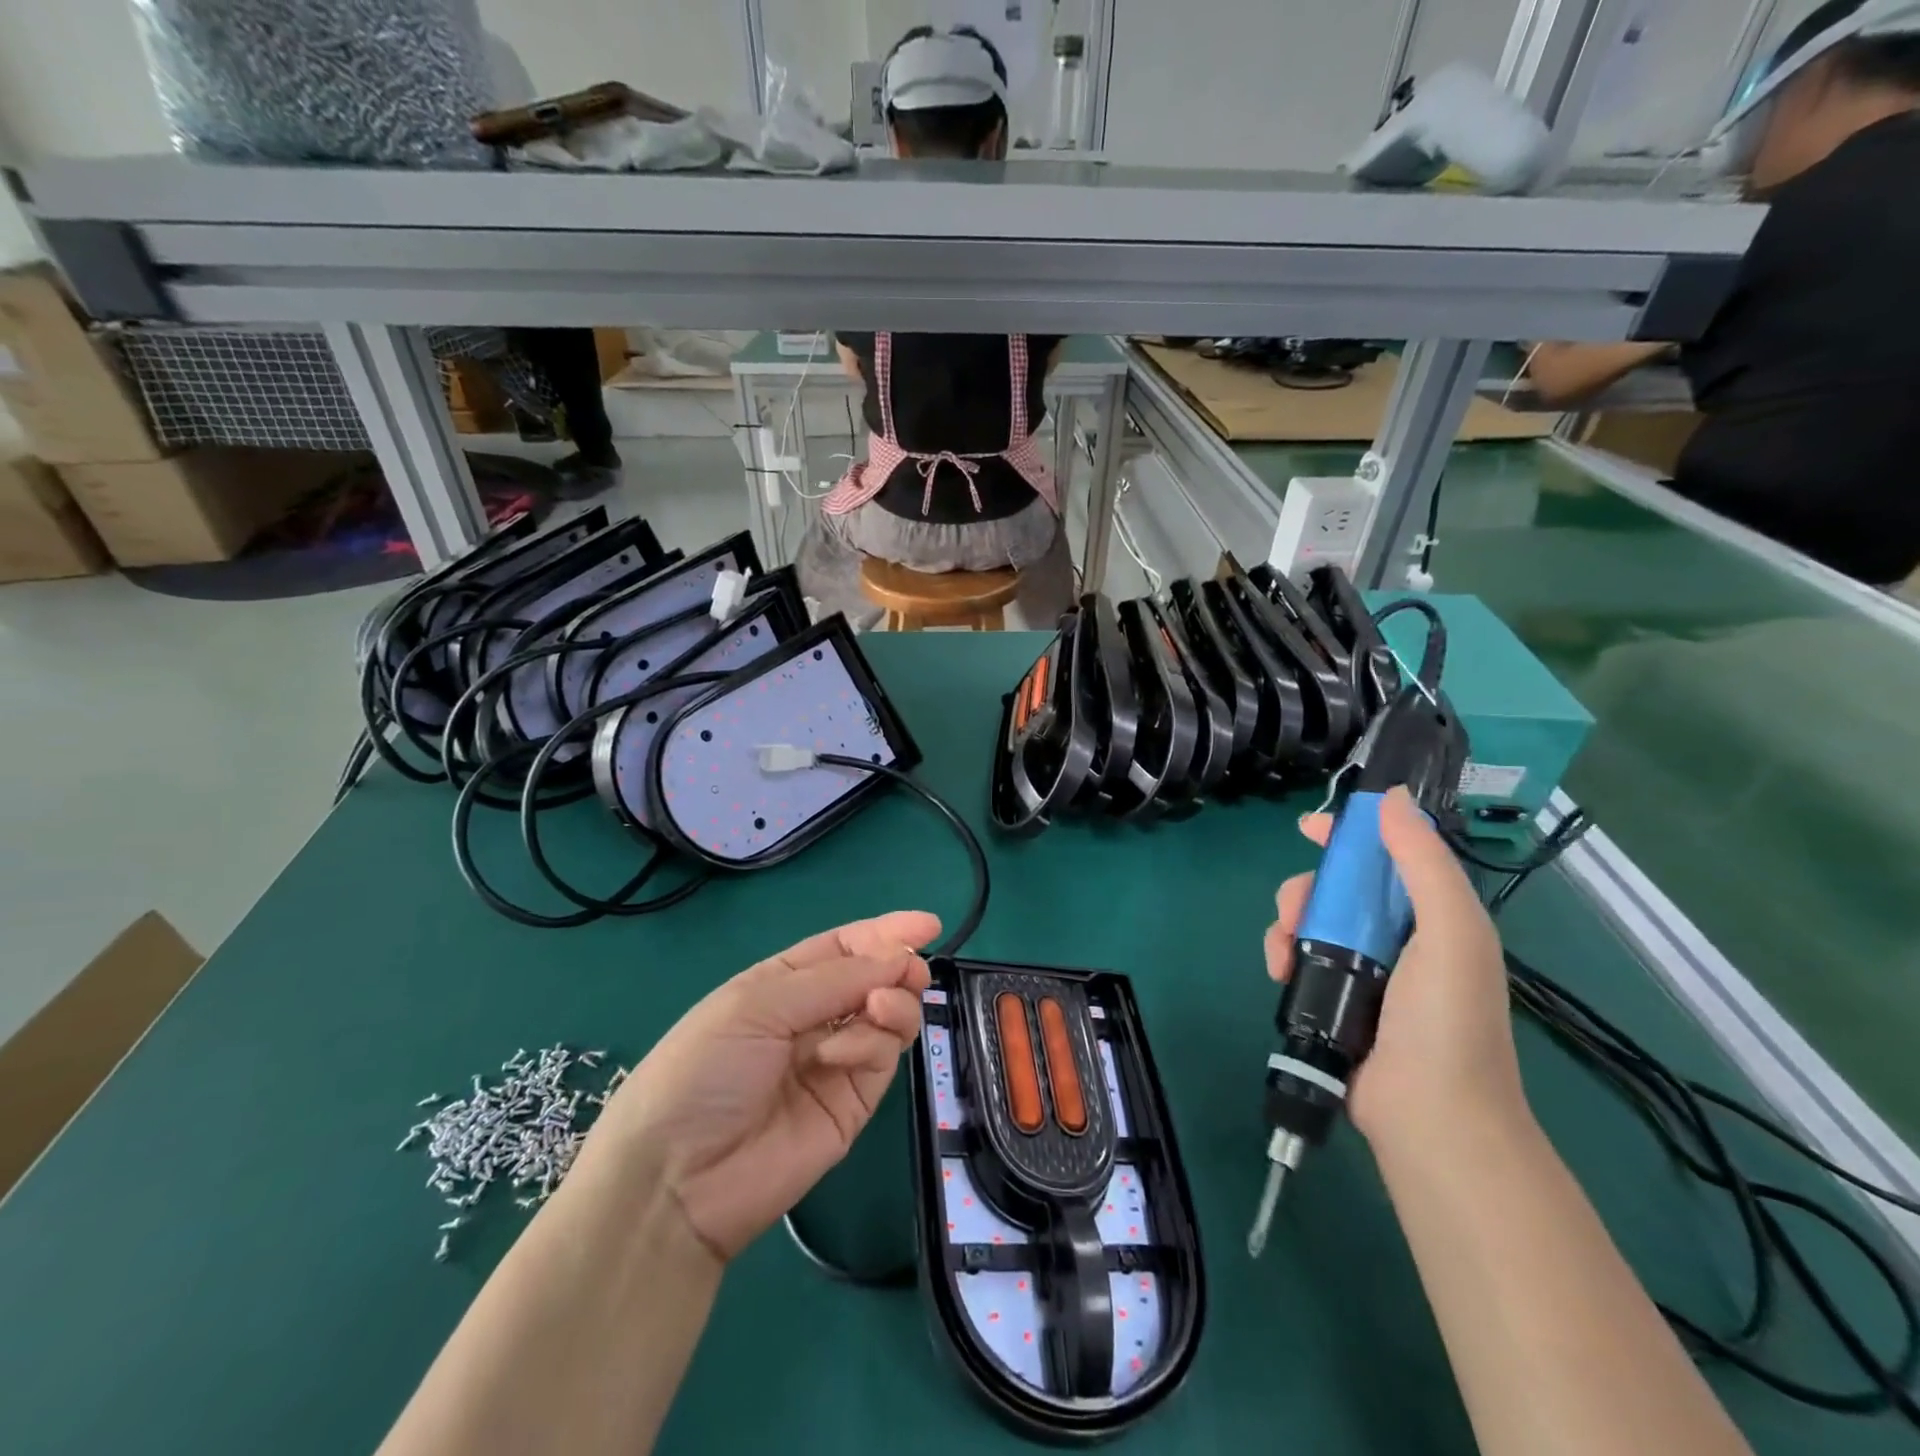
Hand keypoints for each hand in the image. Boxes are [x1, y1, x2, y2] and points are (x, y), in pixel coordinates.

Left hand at [589, 912, 938, 1261]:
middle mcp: (814, 1017)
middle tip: (912, 971)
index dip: (885, 933)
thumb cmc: (704, 1068)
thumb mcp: (758, 1003)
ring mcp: (836, 1062)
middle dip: (898, 967)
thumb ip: (833, 979)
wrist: (677, 1180)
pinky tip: (839, 1054)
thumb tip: (897, 960)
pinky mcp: (852, 1104)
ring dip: (891, 1002)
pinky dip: (871, 1044)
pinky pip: (881, 1057)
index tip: (928, 924)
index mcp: (783, 983)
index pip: (844, 947)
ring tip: (876, 1008)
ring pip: (889, 1016)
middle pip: (874, 979)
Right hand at [1264, 787, 1528, 1145]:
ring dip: (1287, 925)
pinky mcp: (1334, 999)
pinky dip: (1282, 956)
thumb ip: (1423, 864)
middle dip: (1308, 889)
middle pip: (1338, 889)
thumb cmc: (1446, 1019)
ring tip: (1284, 950)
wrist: (1431, 1118)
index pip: (1388, 858)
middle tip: (1294, 909)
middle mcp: (1398, 938)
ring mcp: (1364, 972)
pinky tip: (1279, 971)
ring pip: (1311, 922)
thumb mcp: (1450, 931)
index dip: (1351, 836)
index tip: (1309, 827)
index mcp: (1432, 917)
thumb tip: (1393, 800)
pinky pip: (1299, 958)